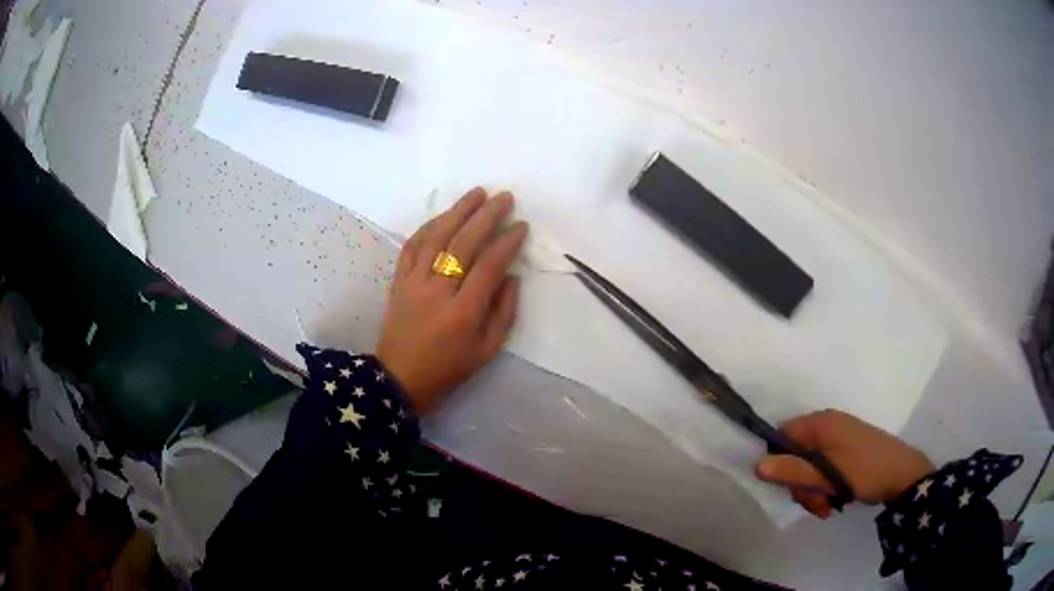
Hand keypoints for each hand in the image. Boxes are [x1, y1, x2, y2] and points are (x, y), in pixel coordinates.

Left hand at [376, 188, 527, 413]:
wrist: (399, 378)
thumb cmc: (448, 368)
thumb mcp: (486, 350)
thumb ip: (504, 312)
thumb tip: (511, 275)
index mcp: (463, 313)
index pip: (489, 266)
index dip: (507, 242)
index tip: (521, 226)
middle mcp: (437, 291)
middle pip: (463, 244)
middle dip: (486, 216)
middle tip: (504, 198)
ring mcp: (413, 283)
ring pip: (436, 238)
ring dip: (458, 211)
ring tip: (477, 193)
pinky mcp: (398, 280)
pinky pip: (412, 246)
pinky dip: (428, 226)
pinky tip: (444, 215)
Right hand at [755, 410, 933, 517]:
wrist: (903, 474)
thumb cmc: (864, 471)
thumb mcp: (827, 476)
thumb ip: (793, 471)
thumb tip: (756, 465)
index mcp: (821, 423)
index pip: (782, 436)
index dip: (778, 461)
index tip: (788, 486)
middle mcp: (827, 425)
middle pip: (796, 455)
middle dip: (800, 483)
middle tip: (814, 502)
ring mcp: (838, 437)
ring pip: (809, 465)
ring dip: (812, 490)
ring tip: (826, 506)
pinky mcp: (846, 449)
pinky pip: (824, 467)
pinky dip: (824, 486)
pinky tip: (833, 501)